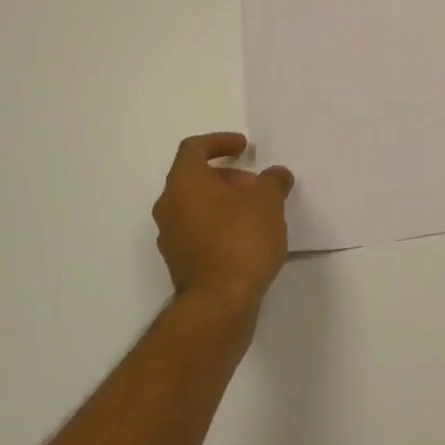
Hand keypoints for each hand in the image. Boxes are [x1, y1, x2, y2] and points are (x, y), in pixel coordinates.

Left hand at [153, 133, 294, 315]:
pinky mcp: (179, 263)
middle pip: (194, 178)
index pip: (193, 148)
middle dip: (226, 176)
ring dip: (223, 202)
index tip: (245, 147)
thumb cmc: (241, 239)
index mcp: (184, 182)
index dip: (220, 142)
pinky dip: (218, 225)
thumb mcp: (268, 201)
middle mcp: (169, 206)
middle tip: (255, 185)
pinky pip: (197, 231)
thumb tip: (276, 175)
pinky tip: (246, 238)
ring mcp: (170, 237)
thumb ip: (273, 181)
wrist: (220, 303)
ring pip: (195, 206)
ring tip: (256, 212)